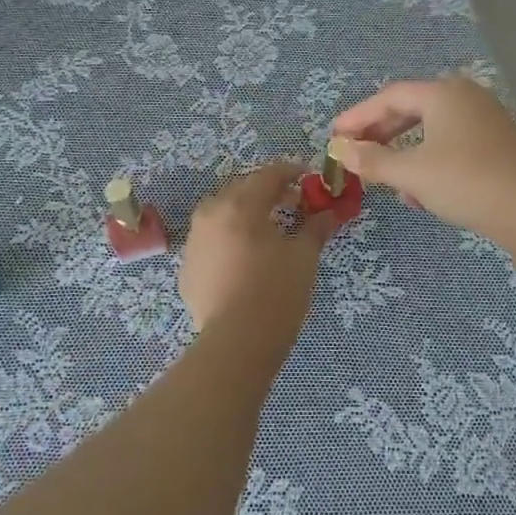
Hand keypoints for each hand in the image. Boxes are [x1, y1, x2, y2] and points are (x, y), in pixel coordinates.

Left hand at [180, 161, 335, 339]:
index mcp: (241, 204)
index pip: (268, 174)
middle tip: (292, 202)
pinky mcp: (187, 267)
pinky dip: (228, 238)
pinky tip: (244, 258)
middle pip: (241, 189)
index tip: (308, 178)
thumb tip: (328, 213)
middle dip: (267, 191)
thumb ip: (315, 228)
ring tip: (267, 229)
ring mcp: (194, 241)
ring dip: (244, 213)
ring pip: (221, 213)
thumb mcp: (303, 256)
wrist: (236, 341)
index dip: (291, 172)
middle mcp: (211, 214)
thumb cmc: (276, 291)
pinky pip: (210, 240)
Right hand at [329, 77, 515, 239]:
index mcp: (443, 93)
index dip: (358, 116)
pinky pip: (452, 144)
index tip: (335, 135)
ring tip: (388, 179)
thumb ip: (373, 160)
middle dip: (381, 133)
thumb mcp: (411, 173)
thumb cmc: (464, 181)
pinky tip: (422, 193)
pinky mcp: (497, 143)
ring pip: (432, 130)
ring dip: (405, 152)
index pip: (389, 97)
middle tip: (356, 152)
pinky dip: (430, 161)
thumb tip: (342, 150)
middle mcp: (465, 97)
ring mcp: (485, 119)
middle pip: (412, 109)